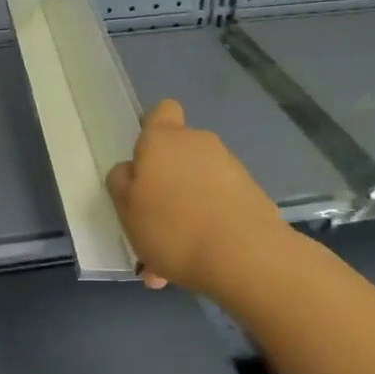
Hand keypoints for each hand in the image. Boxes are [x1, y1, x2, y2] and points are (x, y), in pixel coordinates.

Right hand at [106, 99, 288, 295]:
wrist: (244, 255)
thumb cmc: (171, 226)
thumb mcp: (126, 208)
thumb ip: (122, 182)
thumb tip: (132, 170)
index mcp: (163, 139)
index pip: (161, 111)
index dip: (152, 129)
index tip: (145, 160)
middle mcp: (198, 143)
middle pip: (178, 154)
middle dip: (165, 185)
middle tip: (152, 225)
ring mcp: (229, 167)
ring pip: (196, 186)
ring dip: (184, 212)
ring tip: (172, 258)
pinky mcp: (252, 194)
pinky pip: (218, 206)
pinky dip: (207, 227)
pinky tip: (197, 262)